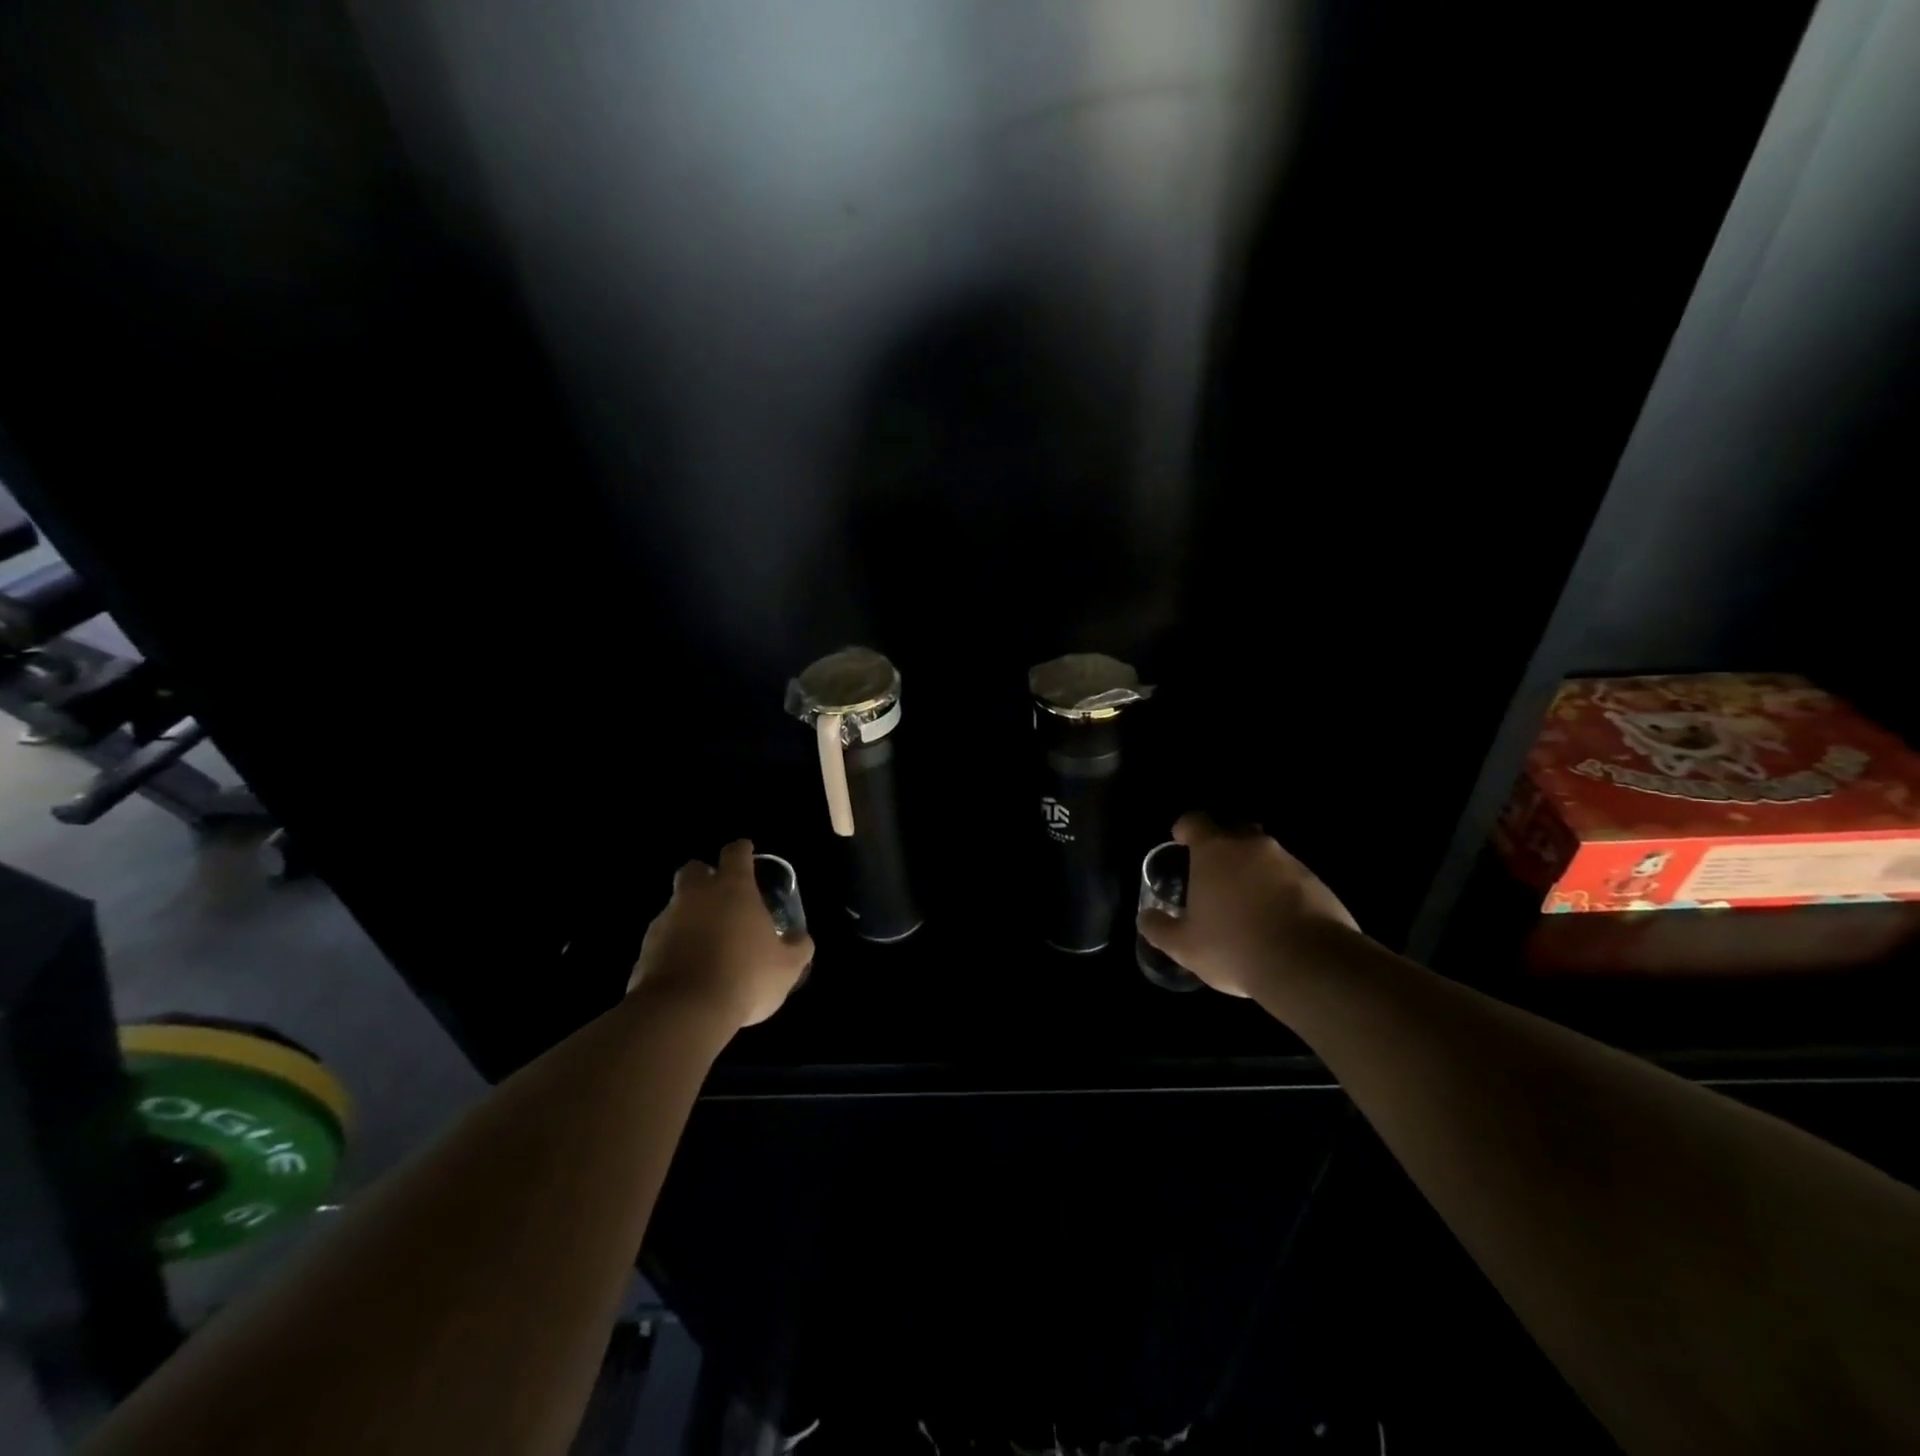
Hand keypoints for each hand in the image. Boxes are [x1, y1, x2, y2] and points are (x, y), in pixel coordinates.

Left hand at [628, 840, 814, 1028]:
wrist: (683, 1012)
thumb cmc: (744, 977)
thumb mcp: (788, 966)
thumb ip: (798, 946)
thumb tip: (800, 938)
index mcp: (733, 888)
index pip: (735, 853)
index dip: (742, 850)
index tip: (747, 853)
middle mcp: (696, 895)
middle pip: (694, 869)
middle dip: (704, 875)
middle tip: (720, 894)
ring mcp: (666, 920)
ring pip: (676, 905)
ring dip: (690, 915)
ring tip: (707, 941)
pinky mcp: (645, 949)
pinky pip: (663, 938)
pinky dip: (674, 945)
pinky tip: (688, 968)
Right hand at [1137, 813, 1358, 998]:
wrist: (1309, 965)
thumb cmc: (1234, 947)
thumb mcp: (1184, 946)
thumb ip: (1159, 928)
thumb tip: (1145, 918)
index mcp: (1214, 851)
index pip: (1195, 821)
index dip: (1185, 828)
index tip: (1180, 841)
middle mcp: (1252, 846)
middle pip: (1234, 831)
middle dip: (1224, 846)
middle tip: (1214, 873)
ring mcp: (1289, 862)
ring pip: (1266, 855)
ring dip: (1255, 871)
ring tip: (1247, 903)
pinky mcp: (1318, 882)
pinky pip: (1291, 877)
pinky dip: (1281, 890)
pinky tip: (1277, 920)